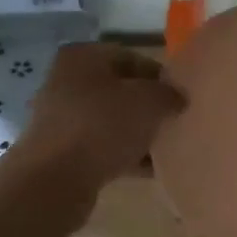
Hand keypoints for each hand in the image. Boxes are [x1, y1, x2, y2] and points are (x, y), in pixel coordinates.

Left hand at [17, 43, 184, 190]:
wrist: (55, 179)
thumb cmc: (103, 126)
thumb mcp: (149, 101)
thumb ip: (168, 94)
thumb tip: (176, 98)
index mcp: (83, 56)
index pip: (132, 58)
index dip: (160, 77)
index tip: (180, 98)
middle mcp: (66, 81)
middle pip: (120, 91)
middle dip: (148, 108)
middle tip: (174, 123)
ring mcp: (61, 118)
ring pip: (111, 121)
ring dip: (137, 133)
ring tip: (165, 150)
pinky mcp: (61, 151)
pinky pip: (101, 147)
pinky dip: (123, 155)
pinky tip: (149, 170)